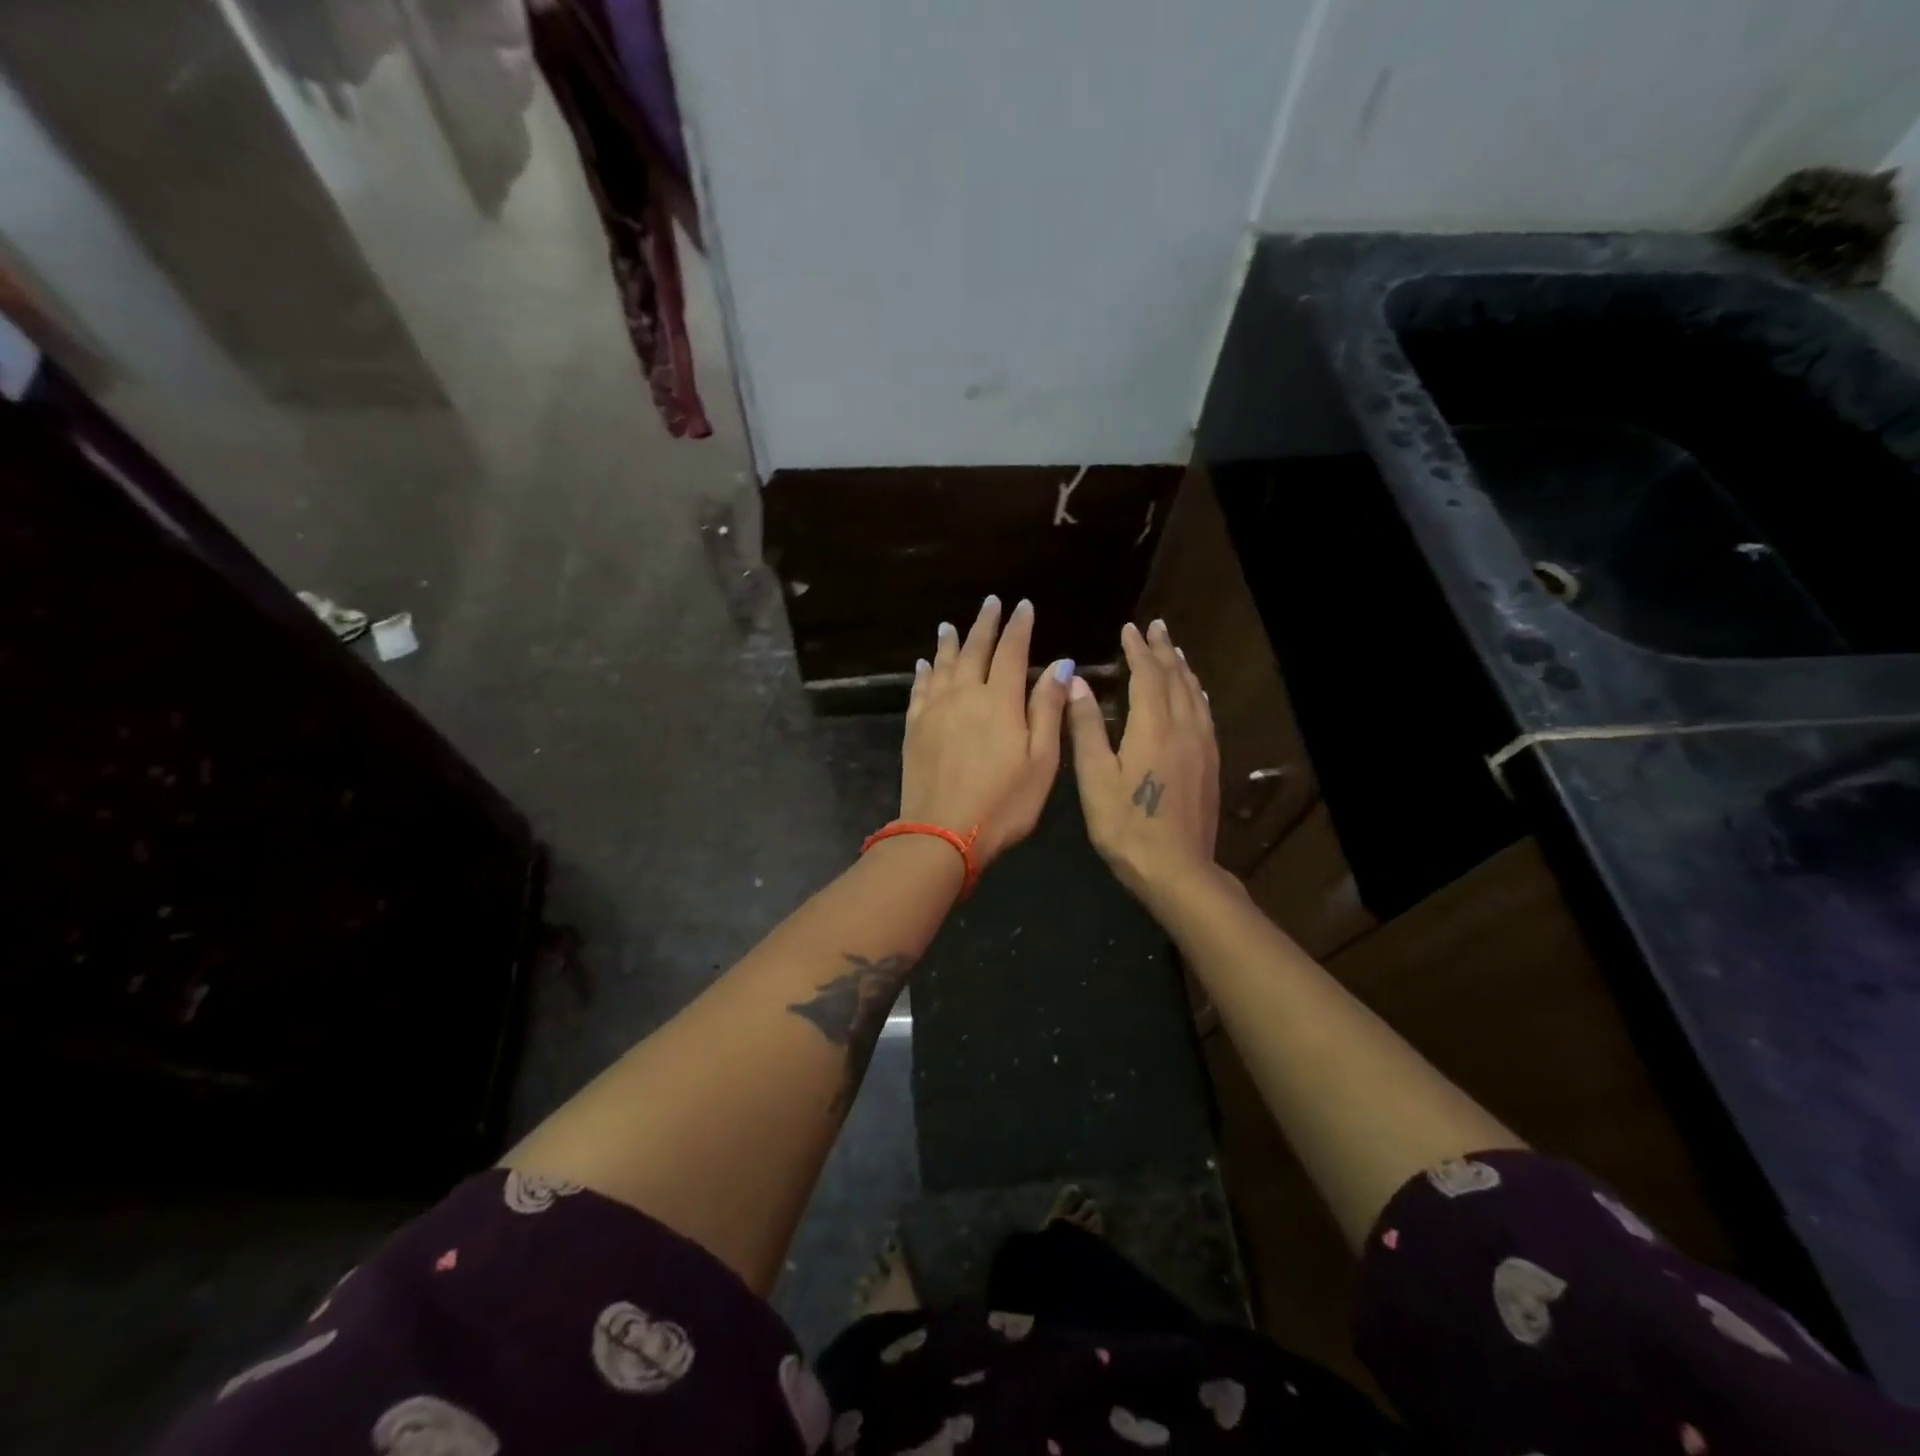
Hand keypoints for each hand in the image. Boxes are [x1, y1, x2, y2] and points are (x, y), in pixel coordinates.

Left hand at [901, 596, 1073, 867]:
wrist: (941, 835)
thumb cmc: (1003, 804)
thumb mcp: (1041, 761)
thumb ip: (1048, 710)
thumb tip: (1061, 665)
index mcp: (1000, 701)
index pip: (1011, 651)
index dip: (1018, 627)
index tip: (1023, 606)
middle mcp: (964, 695)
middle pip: (974, 649)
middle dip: (985, 624)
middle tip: (991, 603)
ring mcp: (934, 710)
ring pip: (943, 664)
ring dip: (950, 642)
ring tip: (951, 626)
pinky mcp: (915, 728)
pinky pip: (920, 689)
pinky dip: (924, 672)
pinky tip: (925, 664)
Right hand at [1066, 619, 1219, 898]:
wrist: (1177, 869)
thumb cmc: (1126, 825)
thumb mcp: (1095, 777)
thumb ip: (1087, 727)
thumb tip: (1077, 681)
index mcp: (1153, 727)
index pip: (1147, 675)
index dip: (1137, 650)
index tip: (1129, 629)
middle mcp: (1183, 728)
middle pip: (1176, 678)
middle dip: (1163, 650)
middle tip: (1156, 627)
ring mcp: (1202, 746)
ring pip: (1194, 694)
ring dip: (1182, 668)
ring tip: (1174, 651)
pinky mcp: (1210, 764)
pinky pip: (1205, 714)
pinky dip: (1196, 693)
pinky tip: (1194, 694)